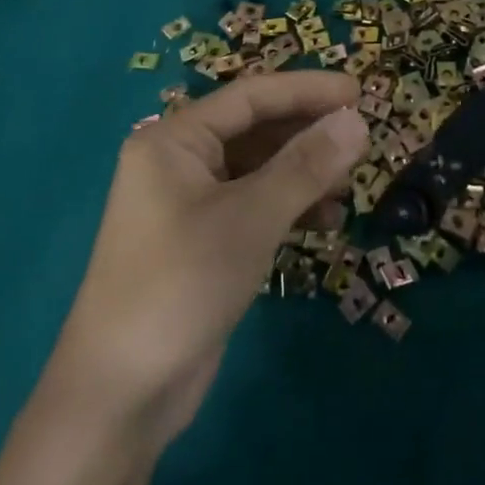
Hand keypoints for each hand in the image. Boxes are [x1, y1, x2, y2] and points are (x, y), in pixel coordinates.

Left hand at [47, 72, 367, 447]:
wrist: (122, 394)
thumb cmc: (182, 284)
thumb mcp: (251, 218)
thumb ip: (306, 166)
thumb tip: (358, 120)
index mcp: (174, 140)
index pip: (250, 97)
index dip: (307, 90)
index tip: (360, 90)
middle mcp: (178, 163)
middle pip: (255, 130)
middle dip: (307, 133)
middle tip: (361, 139)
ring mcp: (189, 205)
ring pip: (257, 170)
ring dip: (303, 173)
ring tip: (350, 185)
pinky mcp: (202, 243)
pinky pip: (253, 206)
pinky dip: (288, 208)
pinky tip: (326, 220)